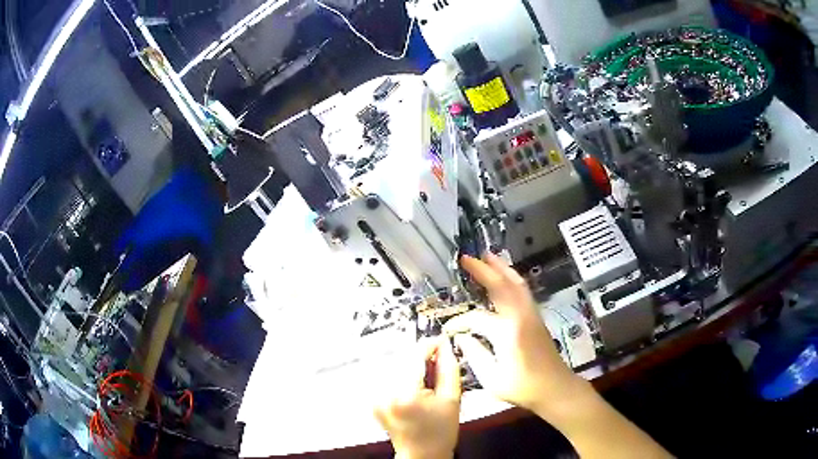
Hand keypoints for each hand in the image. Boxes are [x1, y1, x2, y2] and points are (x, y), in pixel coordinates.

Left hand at [374, 338, 461, 458]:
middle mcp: (385, 394)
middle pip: (401, 357)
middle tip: (437, 358)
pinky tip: (414, 382)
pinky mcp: (374, 398)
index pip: (415, 356)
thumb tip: (445, 346)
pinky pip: (387, 375)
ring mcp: (376, 397)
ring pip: (393, 363)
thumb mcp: (452, 399)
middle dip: (420, 354)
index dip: (430, 344)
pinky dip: (401, 372)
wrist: (422, 453)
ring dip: (410, 362)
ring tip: (426, 375)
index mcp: (405, 395)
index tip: (441, 340)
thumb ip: (449, 368)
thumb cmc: (439, 433)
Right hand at [445, 254, 583, 415]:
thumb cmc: (523, 387)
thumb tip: (461, 336)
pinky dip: (512, 278)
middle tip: (466, 257)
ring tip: (487, 255)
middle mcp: (520, 316)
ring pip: (516, 283)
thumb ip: (474, 354)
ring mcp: (531, 314)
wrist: (555, 387)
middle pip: (501, 285)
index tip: (447, 330)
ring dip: (501, 268)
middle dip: (483, 270)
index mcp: (507, 331)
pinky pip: (523, 290)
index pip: (476, 318)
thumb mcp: (492, 378)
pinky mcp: (536, 317)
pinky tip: (505, 276)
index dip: (459, 322)